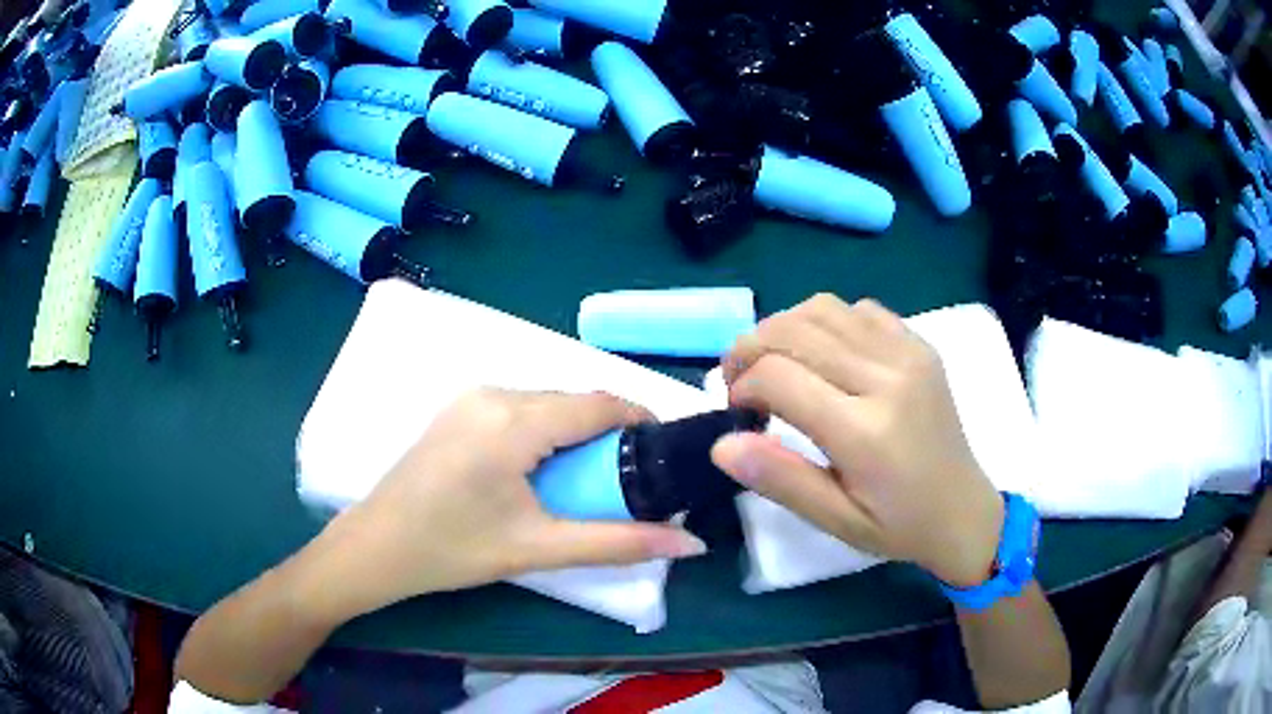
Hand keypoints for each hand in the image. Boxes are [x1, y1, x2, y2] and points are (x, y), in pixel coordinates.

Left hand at [314, 389, 706, 617]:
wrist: (375, 547)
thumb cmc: (453, 549)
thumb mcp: (539, 548)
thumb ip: (618, 543)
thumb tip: (690, 542)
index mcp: (514, 420)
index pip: (599, 403)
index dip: (640, 420)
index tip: (663, 454)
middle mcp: (494, 393)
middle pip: (573, 403)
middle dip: (607, 436)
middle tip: (625, 484)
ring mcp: (470, 398)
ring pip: (546, 405)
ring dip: (574, 436)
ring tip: (585, 485)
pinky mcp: (457, 410)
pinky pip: (518, 409)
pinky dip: (544, 434)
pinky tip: (540, 474)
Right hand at [711, 295, 1003, 587]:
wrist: (963, 510)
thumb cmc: (897, 525)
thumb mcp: (835, 520)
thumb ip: (780, 479)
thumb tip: (722, 444)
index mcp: (865, 431)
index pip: (778, 377)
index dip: (741, 386)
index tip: (738, 412)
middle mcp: (887, 377)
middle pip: (794, 330)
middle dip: (750, 348)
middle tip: (740, 381)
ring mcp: (908, 353)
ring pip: (823, 308)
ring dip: (784, 328)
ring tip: (775, 363)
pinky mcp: (919, 344)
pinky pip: (859, 310)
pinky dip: (826, 322)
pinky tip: (824, 356)